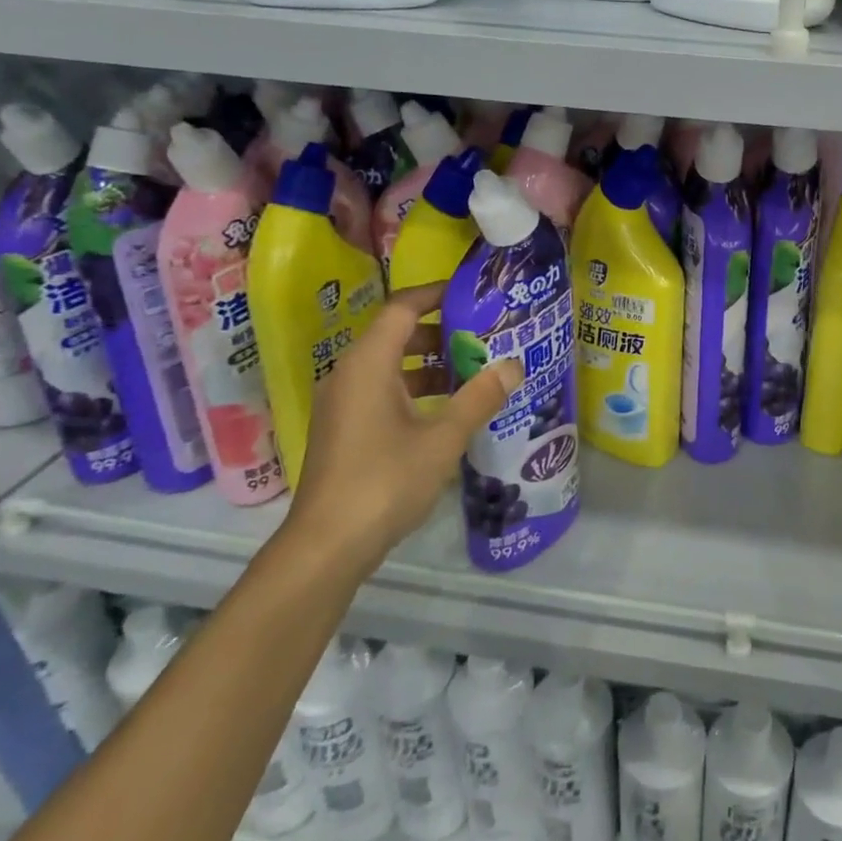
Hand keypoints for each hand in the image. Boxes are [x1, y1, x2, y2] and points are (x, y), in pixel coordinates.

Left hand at [286, 284, 521, 576]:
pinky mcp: (345, 429)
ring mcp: (344, 403)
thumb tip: (513, 364)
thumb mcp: (442, 438)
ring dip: (431, 364)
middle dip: (441, 332)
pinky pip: (383, 391)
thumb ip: (479, 397)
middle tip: (485, 336)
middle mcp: (350, 374)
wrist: (327, 546)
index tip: (473, 295)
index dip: (436, 294)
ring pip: (391, 366)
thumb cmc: (385, 481)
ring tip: (475, 371)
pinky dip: (415, 389)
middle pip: (397, 334)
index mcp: (368, 364)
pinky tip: (449, 410)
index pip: (402, 308)